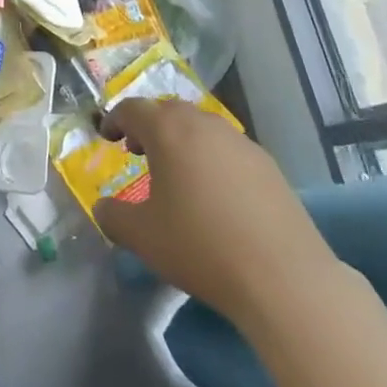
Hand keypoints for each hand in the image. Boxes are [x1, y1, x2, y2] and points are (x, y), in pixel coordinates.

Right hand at [94, 97, 337, 327]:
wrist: (283, 277)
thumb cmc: (201, 248)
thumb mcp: (143, 238)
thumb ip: (113, 216)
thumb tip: (103, 208)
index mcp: (168, 131)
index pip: (132, 109)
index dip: (114, 119)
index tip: (106, 137)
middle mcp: (203, 124)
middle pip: (168, 111)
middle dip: (149, 126)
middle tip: (138, 151)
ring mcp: (240, 141)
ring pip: (201, 126)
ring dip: (181, 139)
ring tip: (176, 173)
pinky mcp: (267, 164)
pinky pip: (227, 147)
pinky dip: (211, 157)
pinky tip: (215, 193)